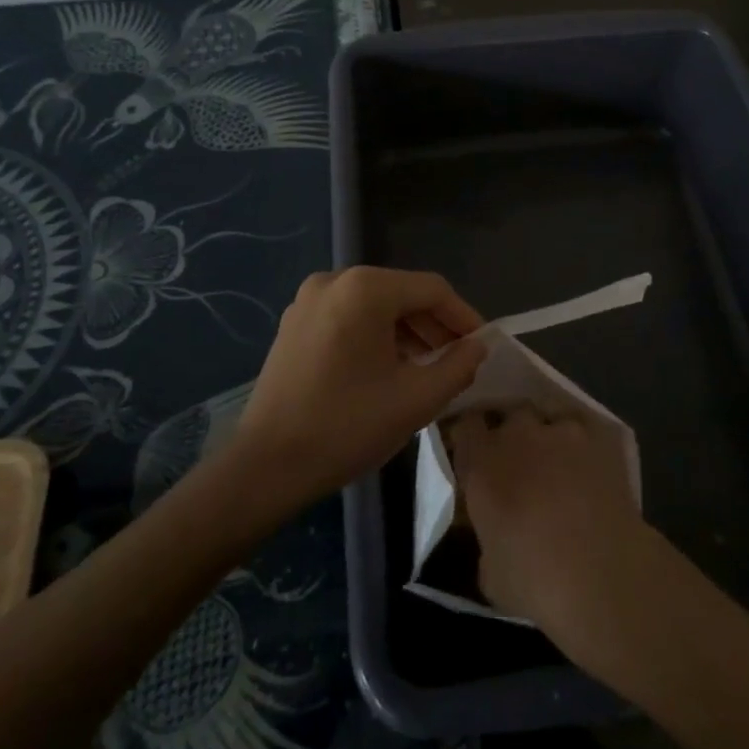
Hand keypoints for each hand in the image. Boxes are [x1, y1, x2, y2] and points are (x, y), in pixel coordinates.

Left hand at [235, 267, 486, 508]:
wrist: (265, 467)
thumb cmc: (347, 427)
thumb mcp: (417, 398)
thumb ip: (458, 366)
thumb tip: (478, 346)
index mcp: (365, 289)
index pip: (432, 290)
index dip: (463, 317)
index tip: (483, 347)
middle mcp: (335, 281)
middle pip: (402, 294)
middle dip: (434, 327)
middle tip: (458, 361)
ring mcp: (309, 300)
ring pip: (375, 306)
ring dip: (407, 333)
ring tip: (428, 369)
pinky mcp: (294, 324)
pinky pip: (349, 317)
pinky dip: (376, 336)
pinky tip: (389, 369)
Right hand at [449, 408, 655, 656]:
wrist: (602, 575)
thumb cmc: (534, 581)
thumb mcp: (490, 572)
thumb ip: (487, 538)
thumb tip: (495, 533)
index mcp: (482, 463)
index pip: (466, 425)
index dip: (471, 436)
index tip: (474, 451)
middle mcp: (519, 436)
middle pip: (510, 413)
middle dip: (512, 430)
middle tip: (518, 458)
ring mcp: (562, 433)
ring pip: (550, 417)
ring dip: (550, 435)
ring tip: (558, 460)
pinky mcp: (601, 439)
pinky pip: (585, 430)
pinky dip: (583, 444)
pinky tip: (589, 467)